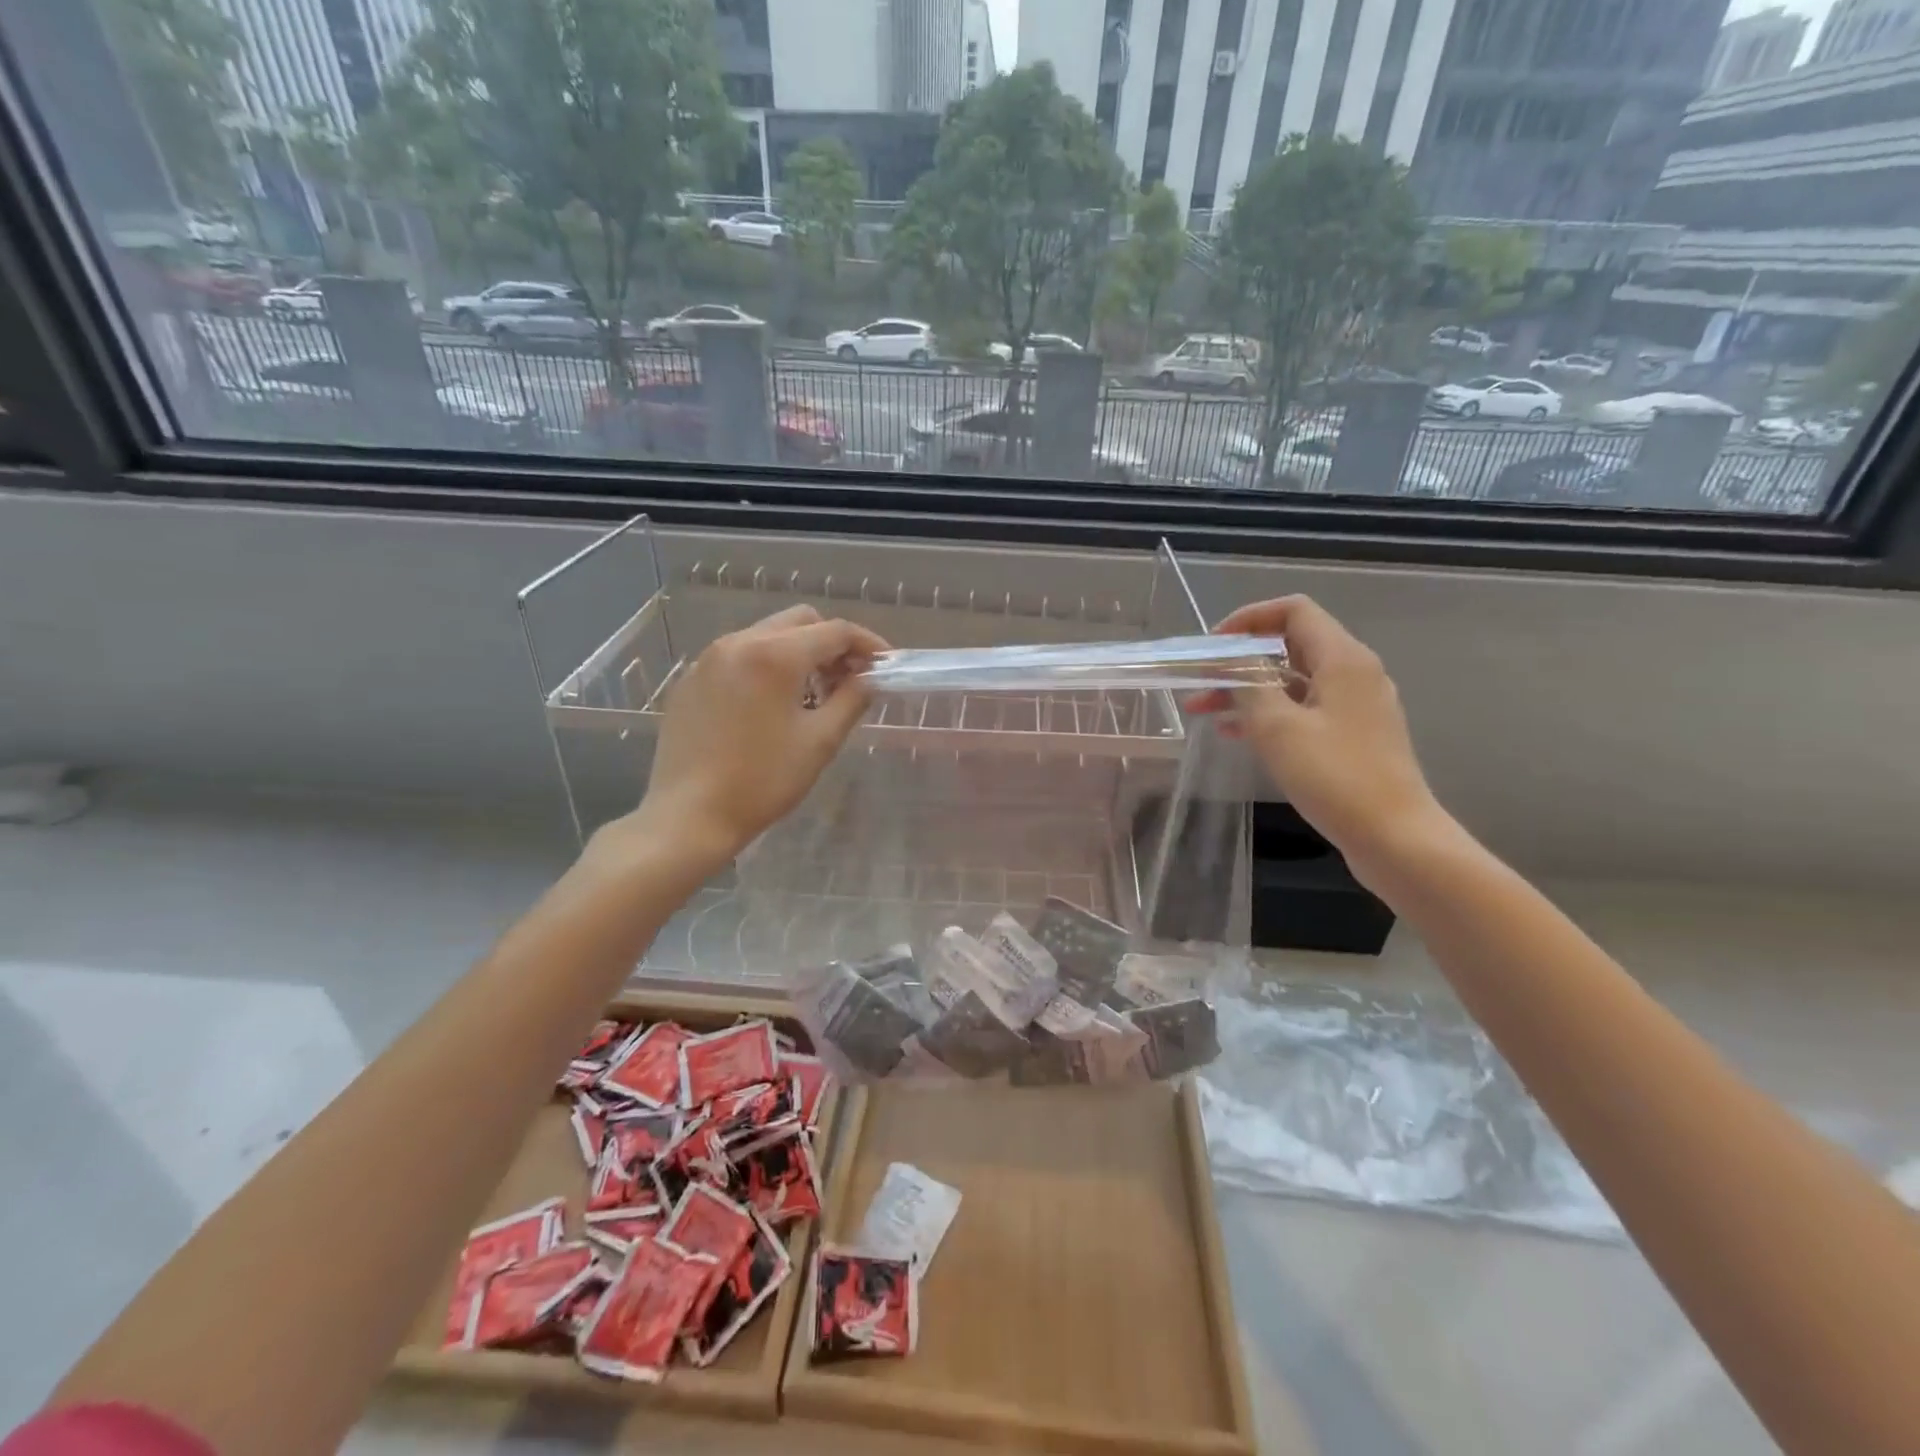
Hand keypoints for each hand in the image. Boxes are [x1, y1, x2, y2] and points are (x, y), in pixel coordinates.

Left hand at [624, 605, 887, 867]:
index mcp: (776, 655)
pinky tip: (772, 705)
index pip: (835, 631)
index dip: (868, 644)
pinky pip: (740, 656)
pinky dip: (767, 666)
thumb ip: (852, 699)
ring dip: (800, 653)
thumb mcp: (820, 741)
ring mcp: (709, 658)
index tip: (885, 665)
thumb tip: (869, 678)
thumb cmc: (763, 780)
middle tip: (849, 679)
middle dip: (832, 644)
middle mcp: (739, 642)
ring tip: (813, 694)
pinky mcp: (692, 679)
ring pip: (768, 635)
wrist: (690, 815)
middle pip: (800, 622)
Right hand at [1194, 596, 1446, 876]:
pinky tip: (1235, 734)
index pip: (1294, 611)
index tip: (1214, 646)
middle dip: (1240, 661)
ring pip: (1292, 682)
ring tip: (1204, 711)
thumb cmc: (1334, 776)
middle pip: (1290, 647)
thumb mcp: (1277, 727)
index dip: (1249, 619)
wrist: (1394, 837)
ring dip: (1247, 691)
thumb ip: (1248, 684)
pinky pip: (1303, 710)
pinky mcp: (1352, 736)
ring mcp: (1355, 706)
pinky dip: (1268, 714)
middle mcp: (1354, 673)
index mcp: (1343, 659)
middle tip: (1200, 683)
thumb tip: (1230, 659)